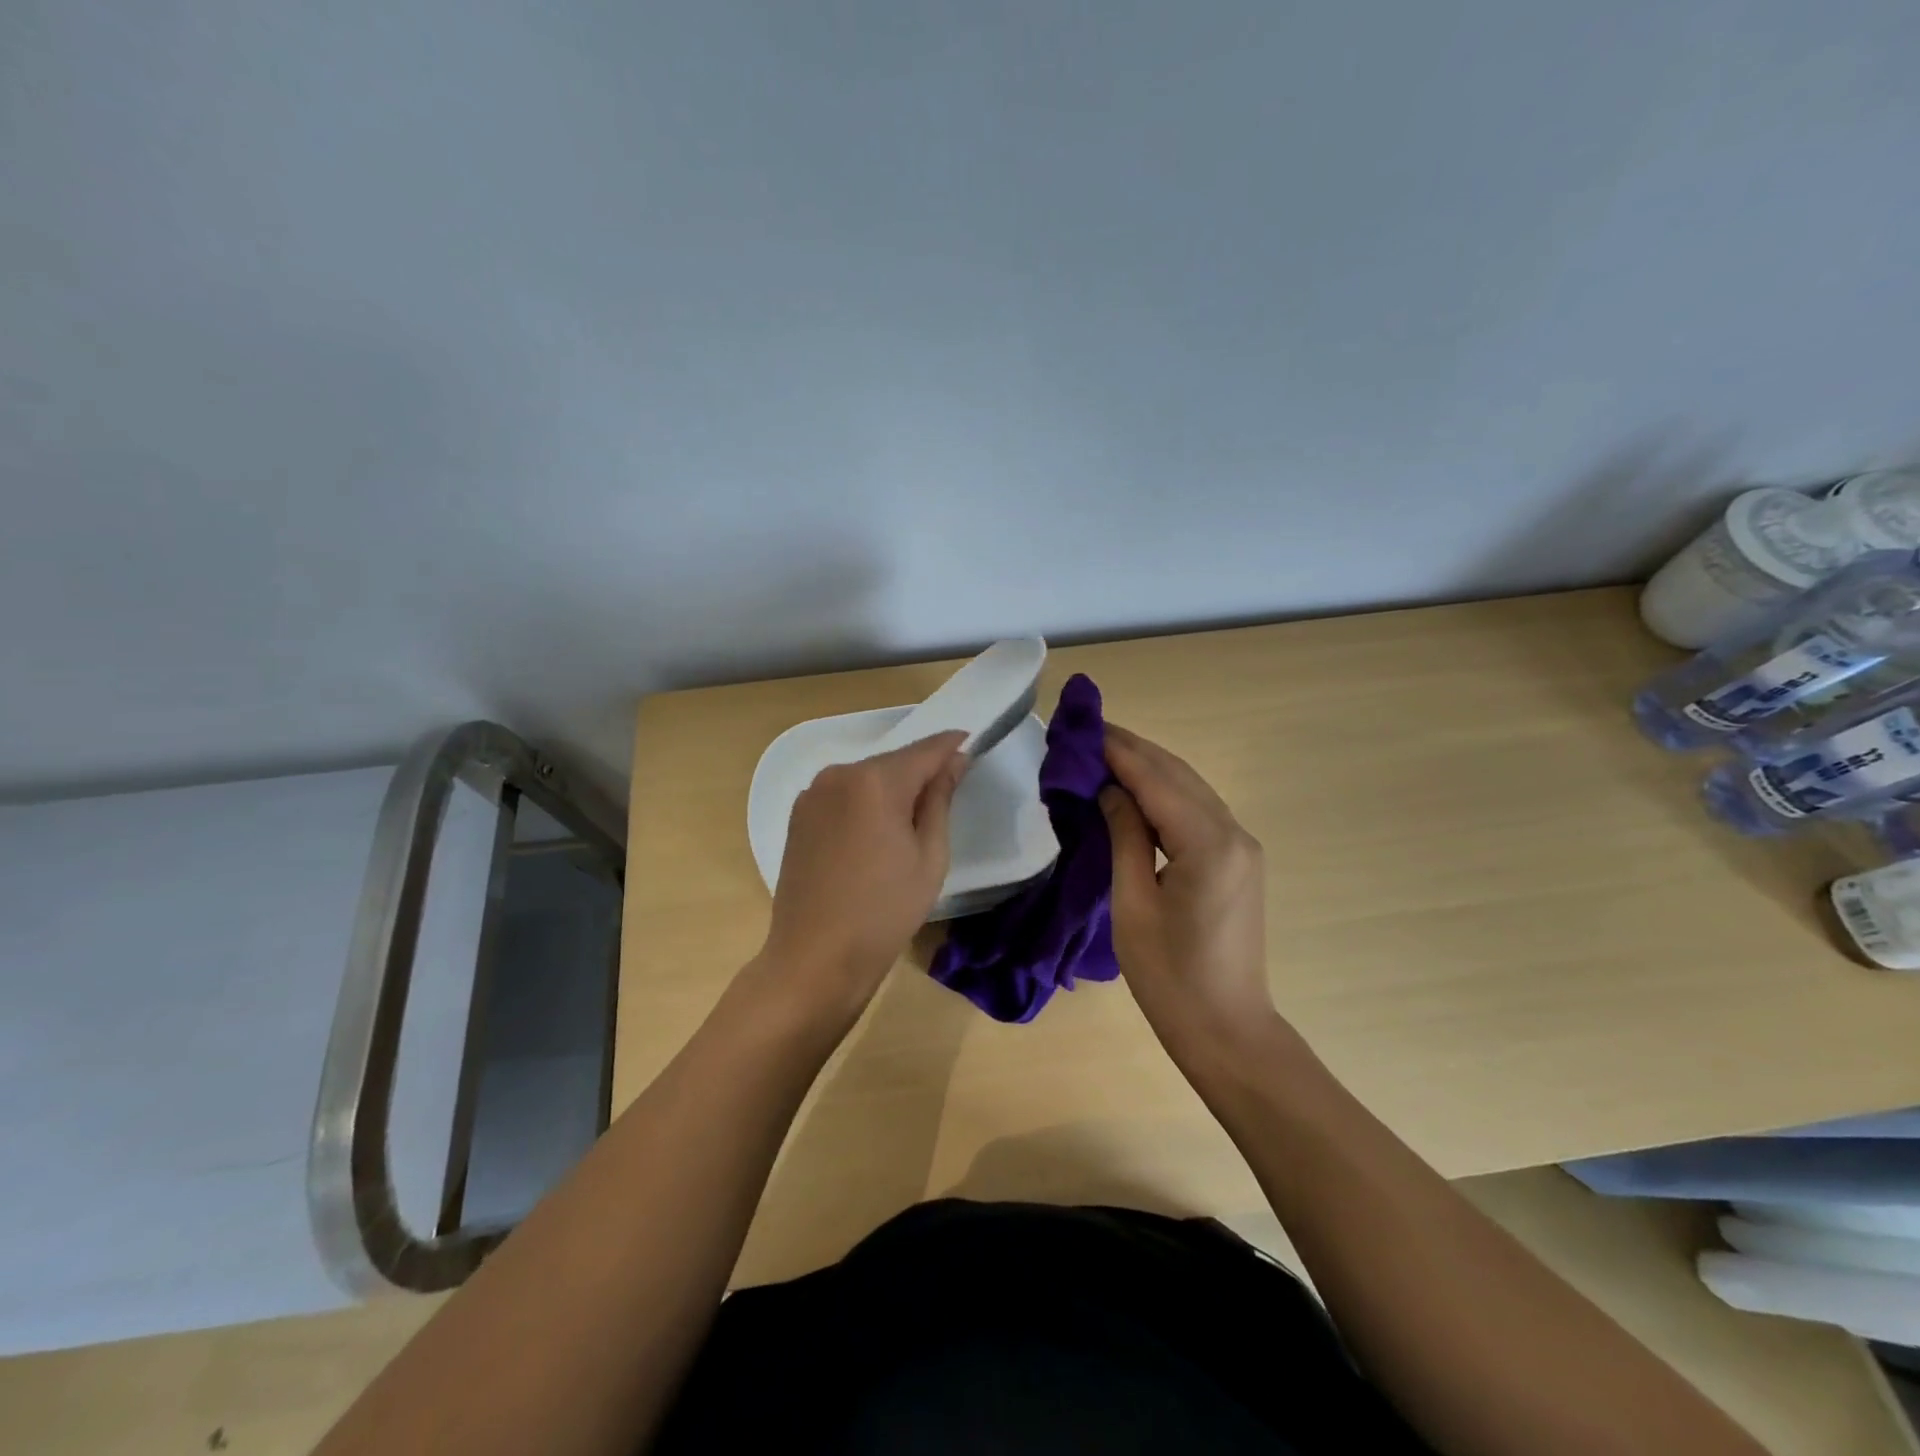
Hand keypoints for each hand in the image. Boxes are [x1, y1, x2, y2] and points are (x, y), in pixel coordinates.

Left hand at [759, 732, 968, 1016]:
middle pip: (893, 762)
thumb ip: (940, 799)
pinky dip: (865, 803)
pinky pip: (843, 795)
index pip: (925, 749)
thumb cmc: (884, 912)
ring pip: (866, 778)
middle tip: (947, 795)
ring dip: (891, 788)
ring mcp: (813, 793)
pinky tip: (874, 835)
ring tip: (909, 824)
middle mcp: (838, 774)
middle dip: (921, 771)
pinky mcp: (798, 815)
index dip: (952, 745)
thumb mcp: (929, 857)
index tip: (972, 744)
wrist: (814, 958)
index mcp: (875, 781)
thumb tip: (954, 761)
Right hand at [1098, 722, 1277, 1057]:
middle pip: (1177, 774)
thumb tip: (1110, 790)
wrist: (1227, 1030)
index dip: (1117, 750)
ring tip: (1104, 753)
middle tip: (1087, 733)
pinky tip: (1136, 790)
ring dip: (1149, 767)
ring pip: (1190, 788)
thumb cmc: (1170, 977)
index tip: (1082, 727)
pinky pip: (1198, 810)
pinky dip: (1165, 792)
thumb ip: (1124, 837)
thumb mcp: (1133, 904)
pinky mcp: (1239, 860)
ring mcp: (1242, 846)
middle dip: (1133, 750)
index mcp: (1208, 844)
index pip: (1155, 779)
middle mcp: (1233, 833)